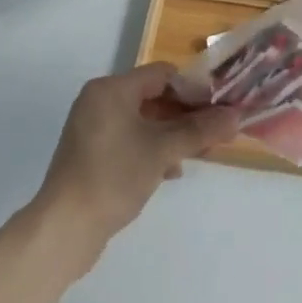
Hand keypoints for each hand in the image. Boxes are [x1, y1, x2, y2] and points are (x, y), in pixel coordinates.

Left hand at [34, 64, 237, 273]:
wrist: (65, 228)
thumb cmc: (114, 176)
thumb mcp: (162, 150)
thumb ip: (199, 130)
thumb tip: (236, 116)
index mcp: (111, 89)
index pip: (161, 74)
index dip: (193, 88)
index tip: (219, 106)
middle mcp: (100, 102)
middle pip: (153, 97)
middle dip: (185, 114)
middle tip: (216, 131)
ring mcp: (93, 129)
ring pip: (143, 121)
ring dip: (172, 134)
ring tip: (199, 152)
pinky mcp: (92, 154)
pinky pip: (130, 140)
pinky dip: (152, 148)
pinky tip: (171, 171)